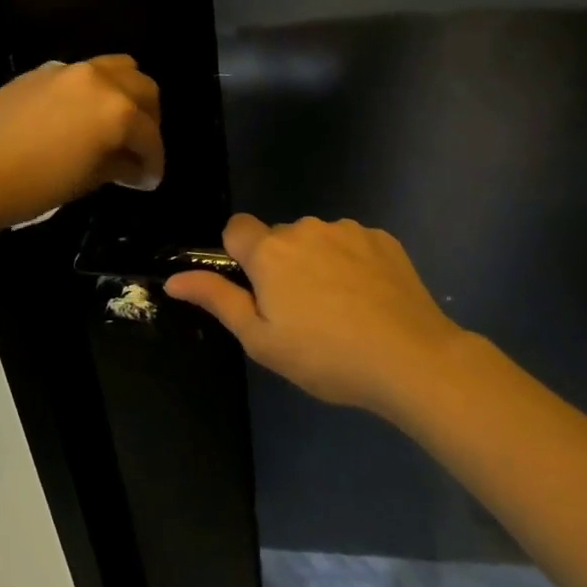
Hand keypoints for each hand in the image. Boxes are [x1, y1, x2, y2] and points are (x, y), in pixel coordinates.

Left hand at [0, 56, 162, 230]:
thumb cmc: (34, 185)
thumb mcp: (85, 181)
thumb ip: (118, 166)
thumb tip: (135, 167)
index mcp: (116, 111)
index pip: (149, 135)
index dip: (154, 161)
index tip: (149, 179)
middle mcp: (98, 81)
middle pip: (142, 87)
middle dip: (147, 118)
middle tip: (138, 147)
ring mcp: (68, 70)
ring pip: (116, 68)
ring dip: (124, 93)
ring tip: (114, 123)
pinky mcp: (41, 71)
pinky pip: (81, 73)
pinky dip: (92, 90)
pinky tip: (78, 116)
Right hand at [166, 214, 462, 415]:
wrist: (411, 359)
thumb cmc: (326, 356)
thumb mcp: (262, 340)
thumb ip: (217, 300)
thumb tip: (175, 279)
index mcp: (269, 251)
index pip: (236, 228)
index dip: (239, 255)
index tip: (257, 289)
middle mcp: (304, 228)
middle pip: (278, 237)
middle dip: (281, 264)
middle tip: (301, 313)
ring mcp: (346, 230)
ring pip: (316, 240)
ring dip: (317, 262)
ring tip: (341, 309)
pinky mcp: (381, 238)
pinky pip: (351, 243)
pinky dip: (352, 263)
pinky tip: (369, 299)